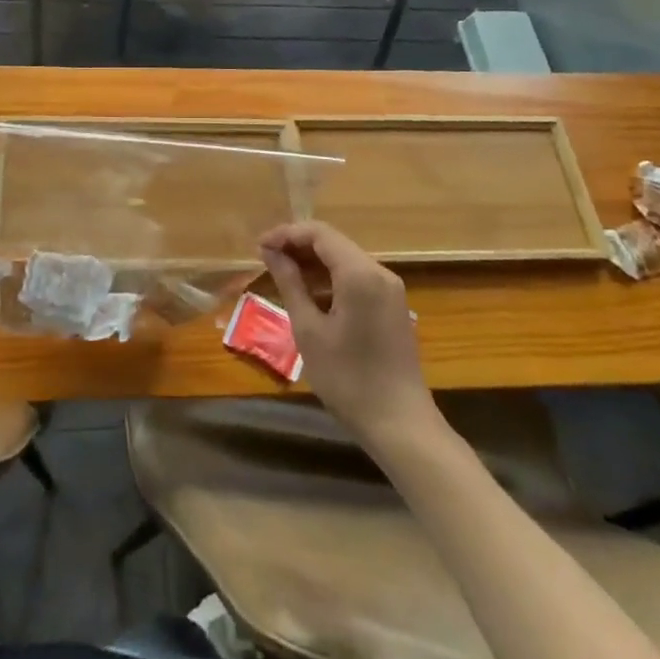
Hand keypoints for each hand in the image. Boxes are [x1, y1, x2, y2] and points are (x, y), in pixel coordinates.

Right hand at [259, 221, 437, 450]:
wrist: (400, 425)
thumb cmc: (348, 379)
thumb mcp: (309, 330)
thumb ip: (290, 284)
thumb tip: (271, 252)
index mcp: (360, 273)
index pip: (319, 233)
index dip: (287, 234)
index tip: (259, 246)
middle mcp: (379, 272)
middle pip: (334, 243)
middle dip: (298, 246)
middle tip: (266, 259)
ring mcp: (390, 289)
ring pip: (345, 259)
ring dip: (313, 263)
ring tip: (282, 276)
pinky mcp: (392, 305)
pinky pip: (357, 278)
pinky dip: (331, 279)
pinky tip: (310, 296)